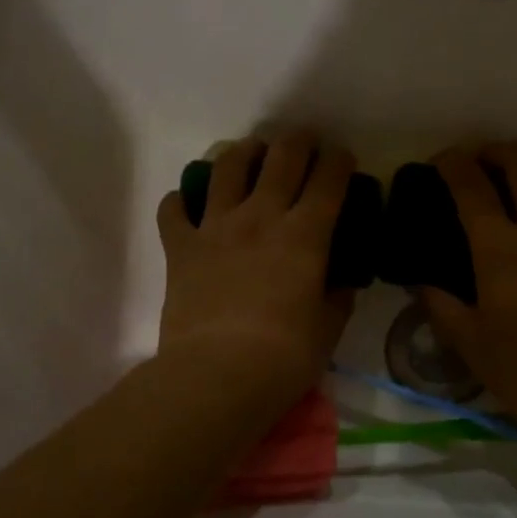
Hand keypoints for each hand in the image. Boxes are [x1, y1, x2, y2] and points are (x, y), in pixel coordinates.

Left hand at [156, 131, 356, 406]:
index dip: (339, 160)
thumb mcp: (328, 328)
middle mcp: (261, 217)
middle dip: (297, 141)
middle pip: (281, 158)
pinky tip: (188, 203)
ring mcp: (215, 227)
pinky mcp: (180, 246)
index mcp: (305, 235)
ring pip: (227, 168)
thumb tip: (340, 280)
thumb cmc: (284, 357)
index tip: (342, 158)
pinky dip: (181, 200)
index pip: (328, 179)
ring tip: (250, 154)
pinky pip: (174, 209)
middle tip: (303, 143)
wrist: (216, 375)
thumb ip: (337, 296)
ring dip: (243, 153)